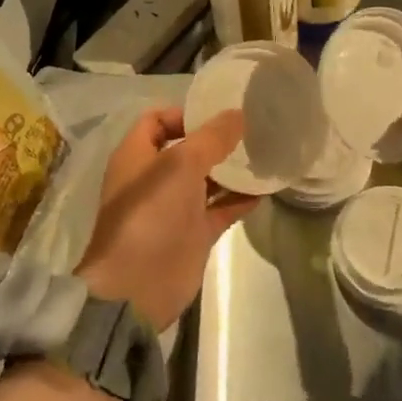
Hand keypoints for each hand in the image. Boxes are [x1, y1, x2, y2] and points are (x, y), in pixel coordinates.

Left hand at [76, 107, 256, 331]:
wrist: (138, 287)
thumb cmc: (152, 213)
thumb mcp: (182, 164)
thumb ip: (212, 138)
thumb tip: (238, 114)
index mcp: (137, 155)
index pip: (157, 121)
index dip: (184, 114)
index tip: (219, 114)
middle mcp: (154, 178)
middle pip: (186, 149)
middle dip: (215, 140)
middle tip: (251, 130)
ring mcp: (174, 207)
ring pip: (205, 179)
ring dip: (230, 169)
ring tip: (263, 155)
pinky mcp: (192, 234)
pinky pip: (220, 208)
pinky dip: (239, 199)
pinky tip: (264, 190)